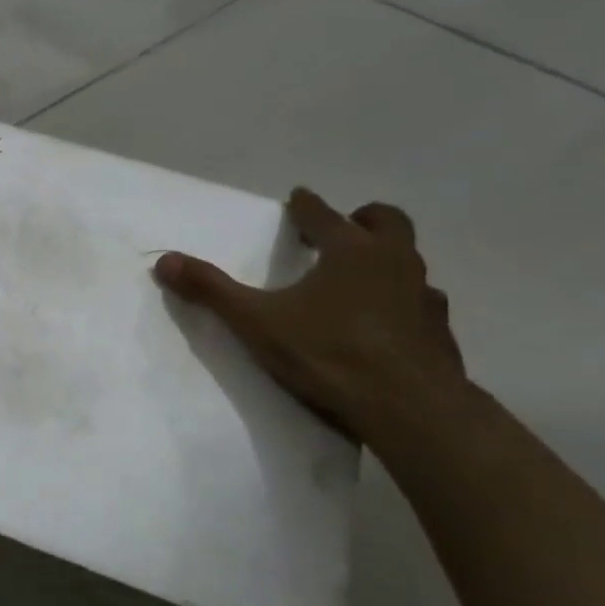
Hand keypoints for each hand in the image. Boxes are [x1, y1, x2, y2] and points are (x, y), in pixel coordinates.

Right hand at [152, 188, 466, 441]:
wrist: (409, 407)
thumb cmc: (328, 354)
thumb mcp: (256, 322)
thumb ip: (211, 290)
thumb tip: (165, 260)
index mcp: (350, 251)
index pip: (324, 215)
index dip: (307, 205)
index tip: (299, 198)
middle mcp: (394, 262)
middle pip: (387, 222)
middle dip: (363, 219)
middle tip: (343, 227)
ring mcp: (423, 296)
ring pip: (410, 261)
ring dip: (386, 259)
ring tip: (360, 279)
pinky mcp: (439, 331)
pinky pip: (422, 302)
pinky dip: (404, 301)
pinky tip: (388, 323)